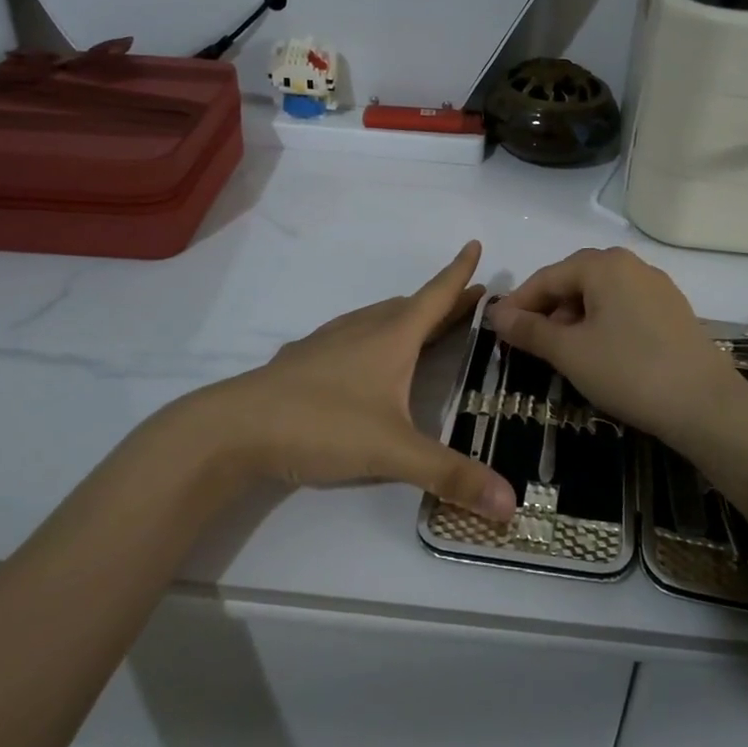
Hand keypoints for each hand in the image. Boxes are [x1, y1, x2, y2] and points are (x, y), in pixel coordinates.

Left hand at [189, 242, 515, 519]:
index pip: (436, 296)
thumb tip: (511, 502)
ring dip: (409, 317)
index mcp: (392, 337)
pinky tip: (365, 358)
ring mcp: (330, 341)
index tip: (475, 244)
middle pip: (412, 307)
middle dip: (444, 302)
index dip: (459, 272)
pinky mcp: (305, 358)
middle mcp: (364, 329)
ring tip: (425, 327)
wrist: (235, 426)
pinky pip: (353, 335)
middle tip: (470, 301)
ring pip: (380, 318)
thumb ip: (450, 476)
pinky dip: (376, 336)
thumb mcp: (392, 452)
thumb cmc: (322, 425)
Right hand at [485, 247, 747, 471]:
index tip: (497, 329)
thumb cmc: (628, 371)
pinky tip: (598, 352)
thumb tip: (496, 314)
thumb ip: (530, 330)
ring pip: (601, 294)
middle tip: (527, 341)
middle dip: (547, 309)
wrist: (705, 405)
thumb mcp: (570, 352)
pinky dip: (601, 323)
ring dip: (574, 317)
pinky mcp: (672, 310)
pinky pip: (624, 306)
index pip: (547, 277)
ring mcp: (656, 286)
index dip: (519, 303)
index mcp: (603, 265)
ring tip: (562, 351)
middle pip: (574, 280)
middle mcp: (631, 264)